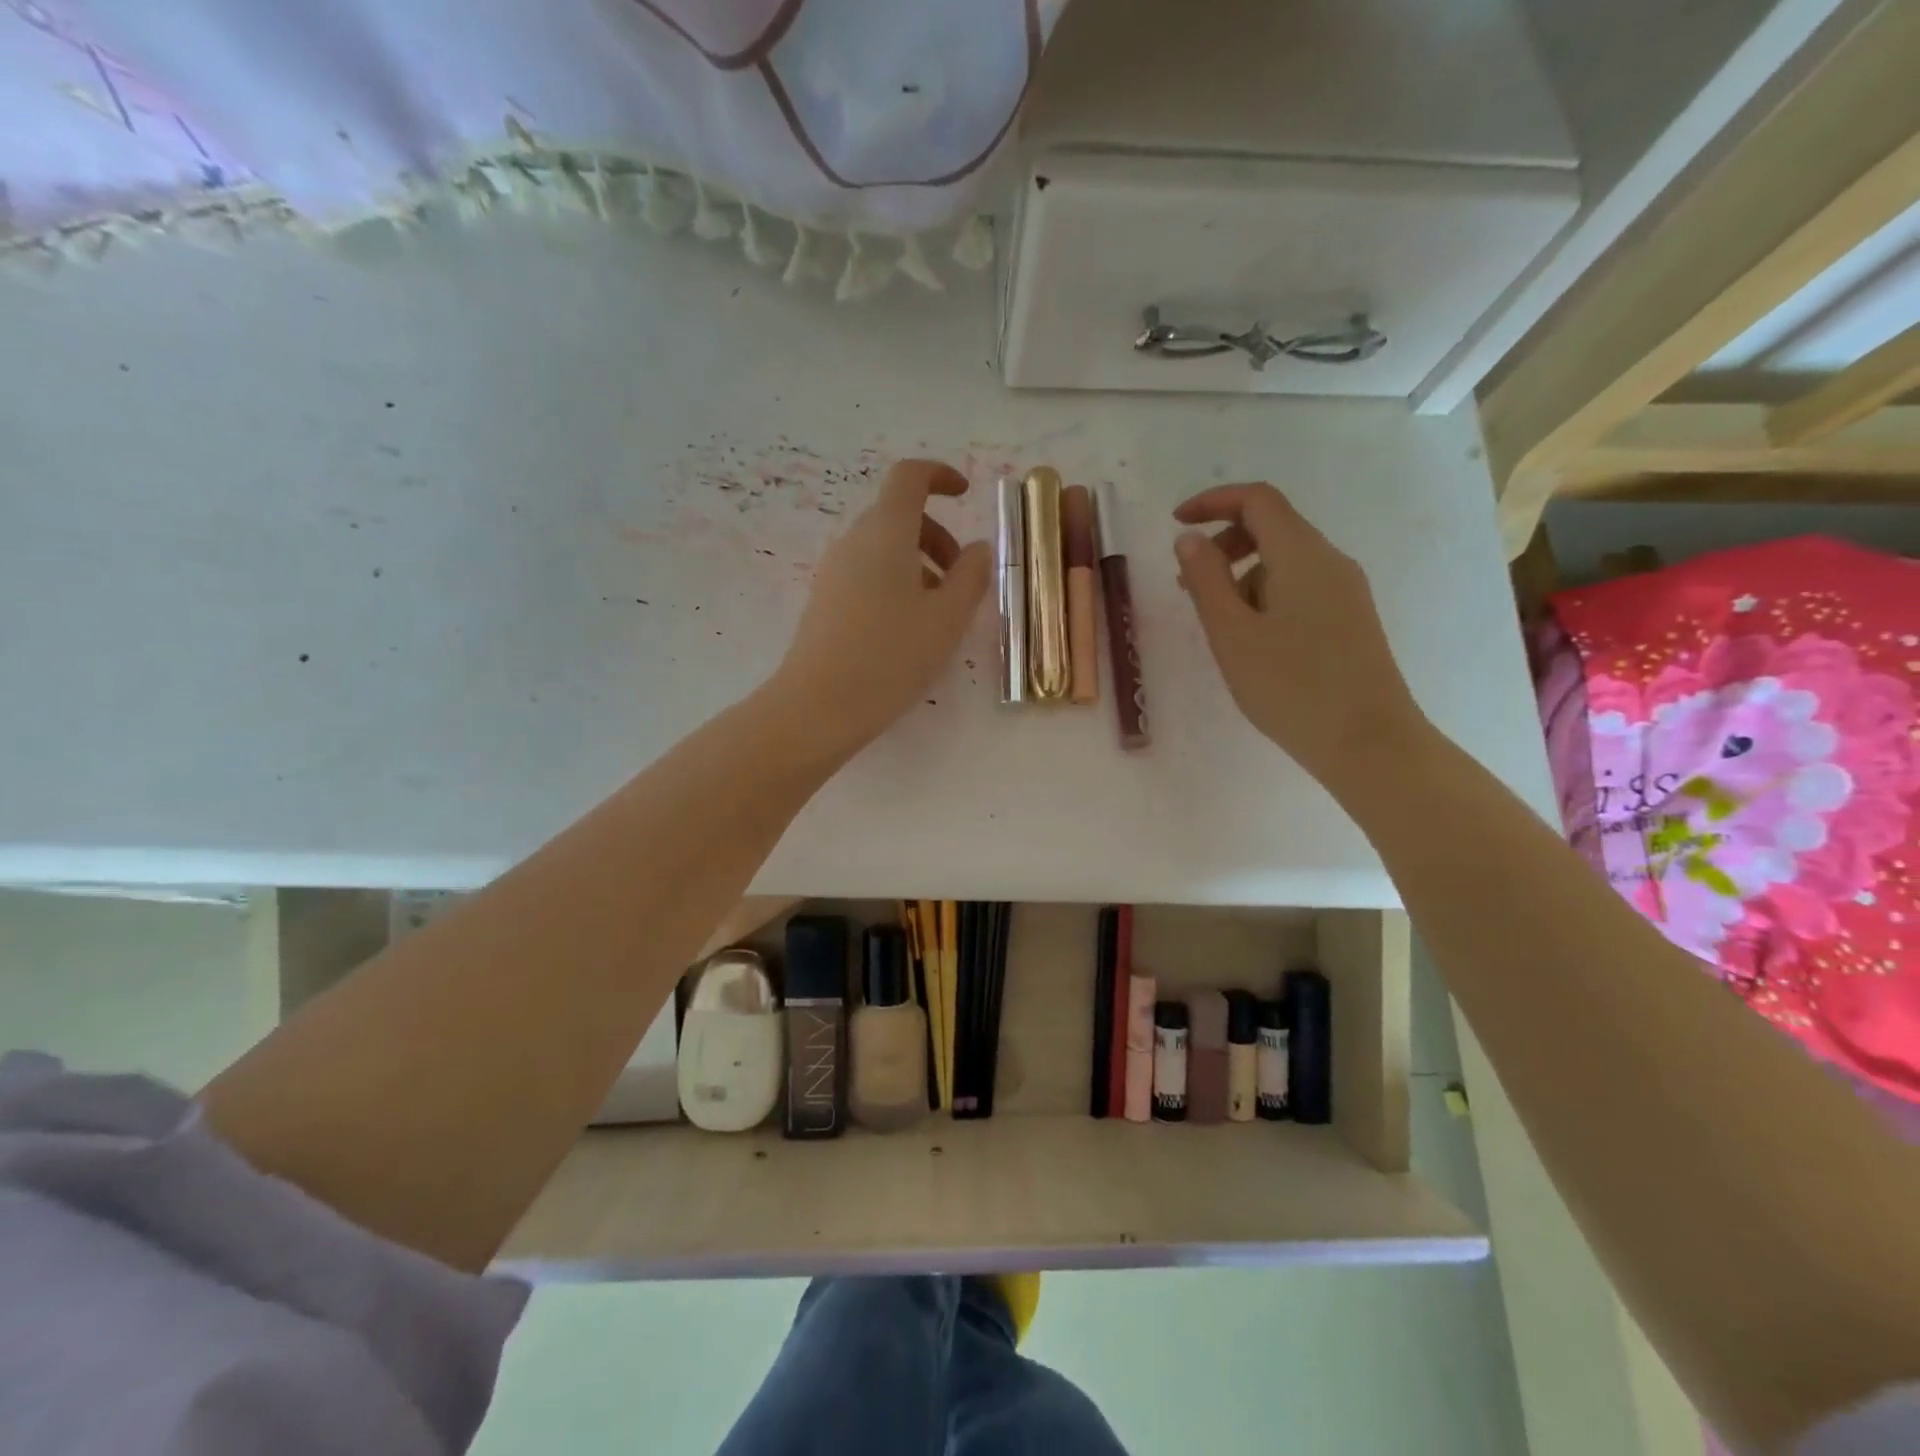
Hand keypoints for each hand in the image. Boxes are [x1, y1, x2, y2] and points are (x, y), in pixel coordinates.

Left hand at [770, 459, 990, 756]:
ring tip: (939, 611)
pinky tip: (908, 629)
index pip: (909, 477)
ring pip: (883, 547)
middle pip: (898, 514)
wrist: (819, 704)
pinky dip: (895, 582)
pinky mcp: (824, 599)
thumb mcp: (947, 618)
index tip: (965, 495)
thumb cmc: (891, 655)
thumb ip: (971, 576)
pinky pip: (866, 573)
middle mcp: (854, 540)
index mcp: (885, 531)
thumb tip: (978, 549)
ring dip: (919, 563)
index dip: (940, 476)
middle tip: (962, 577)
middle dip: (937, 535)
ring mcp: (833, 570)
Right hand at [1172, 483, 1425, 789]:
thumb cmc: (1291, 686)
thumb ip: (1206, 580)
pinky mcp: (1351, 619)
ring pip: (1285, 561)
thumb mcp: (1232, 633)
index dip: (1213, 501)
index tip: (1176, 522)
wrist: (1368, 742)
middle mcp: (1330, 561)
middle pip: (1273, 527)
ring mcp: (1346, 591)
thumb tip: (1188, 539)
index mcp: (1302, 554)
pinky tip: (1252, 640)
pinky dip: (1265, 596)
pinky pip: (1300, 587)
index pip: (1257, 500)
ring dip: (1242, 576)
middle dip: (1224, 543)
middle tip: (1188, 583)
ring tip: (1217, 623)